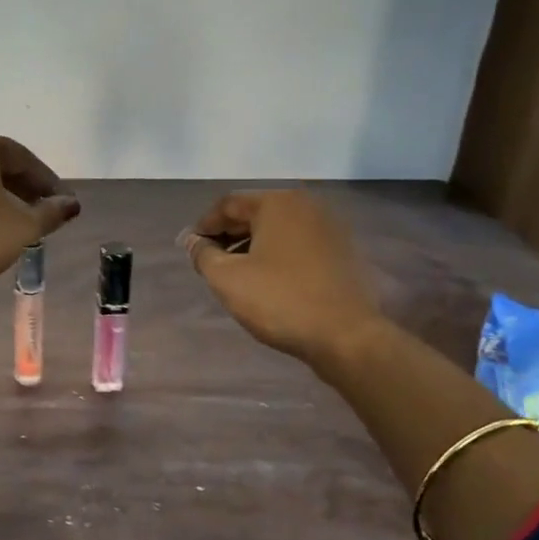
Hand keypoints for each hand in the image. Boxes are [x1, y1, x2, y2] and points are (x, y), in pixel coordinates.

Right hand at [182, 189, 380, 367]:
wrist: (347, 336)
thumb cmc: (280, 300)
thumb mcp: (227, 278)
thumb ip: (203, 254)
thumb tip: (193, 241)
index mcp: (277, 203)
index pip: (229, 204)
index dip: (204, 225)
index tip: (191, 248)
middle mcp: (306, 206)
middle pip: (256, 213)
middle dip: (229, 235)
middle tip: (210, 261)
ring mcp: (330, 228)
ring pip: (279, 230)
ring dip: (253, 246)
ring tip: (236, 273)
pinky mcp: (344, 252)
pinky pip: (300, 244)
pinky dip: (278, 255)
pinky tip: (269, 280)